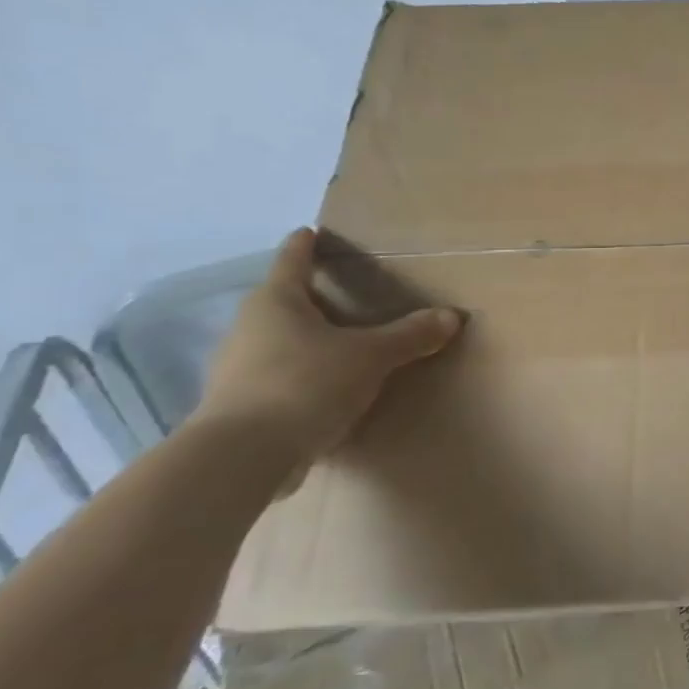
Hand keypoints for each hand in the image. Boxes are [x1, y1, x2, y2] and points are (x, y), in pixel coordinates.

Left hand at [191, 229, 462, 456]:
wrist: (242, 457)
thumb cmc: (305, 383)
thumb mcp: (371, 356)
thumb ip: (410, 335)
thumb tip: (451, 316)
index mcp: (276, 302)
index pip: (292, 261)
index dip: (304, 245)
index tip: (310, 231)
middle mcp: (249, 329)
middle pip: (281, 302)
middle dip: (309, 297)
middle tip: (342, 293)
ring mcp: (236, 370)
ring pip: (276, 342)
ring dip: (304, 340)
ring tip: (339, 343)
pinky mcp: (238, 407)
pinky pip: (276, 378)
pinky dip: (300, 376)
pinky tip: (324, 389)